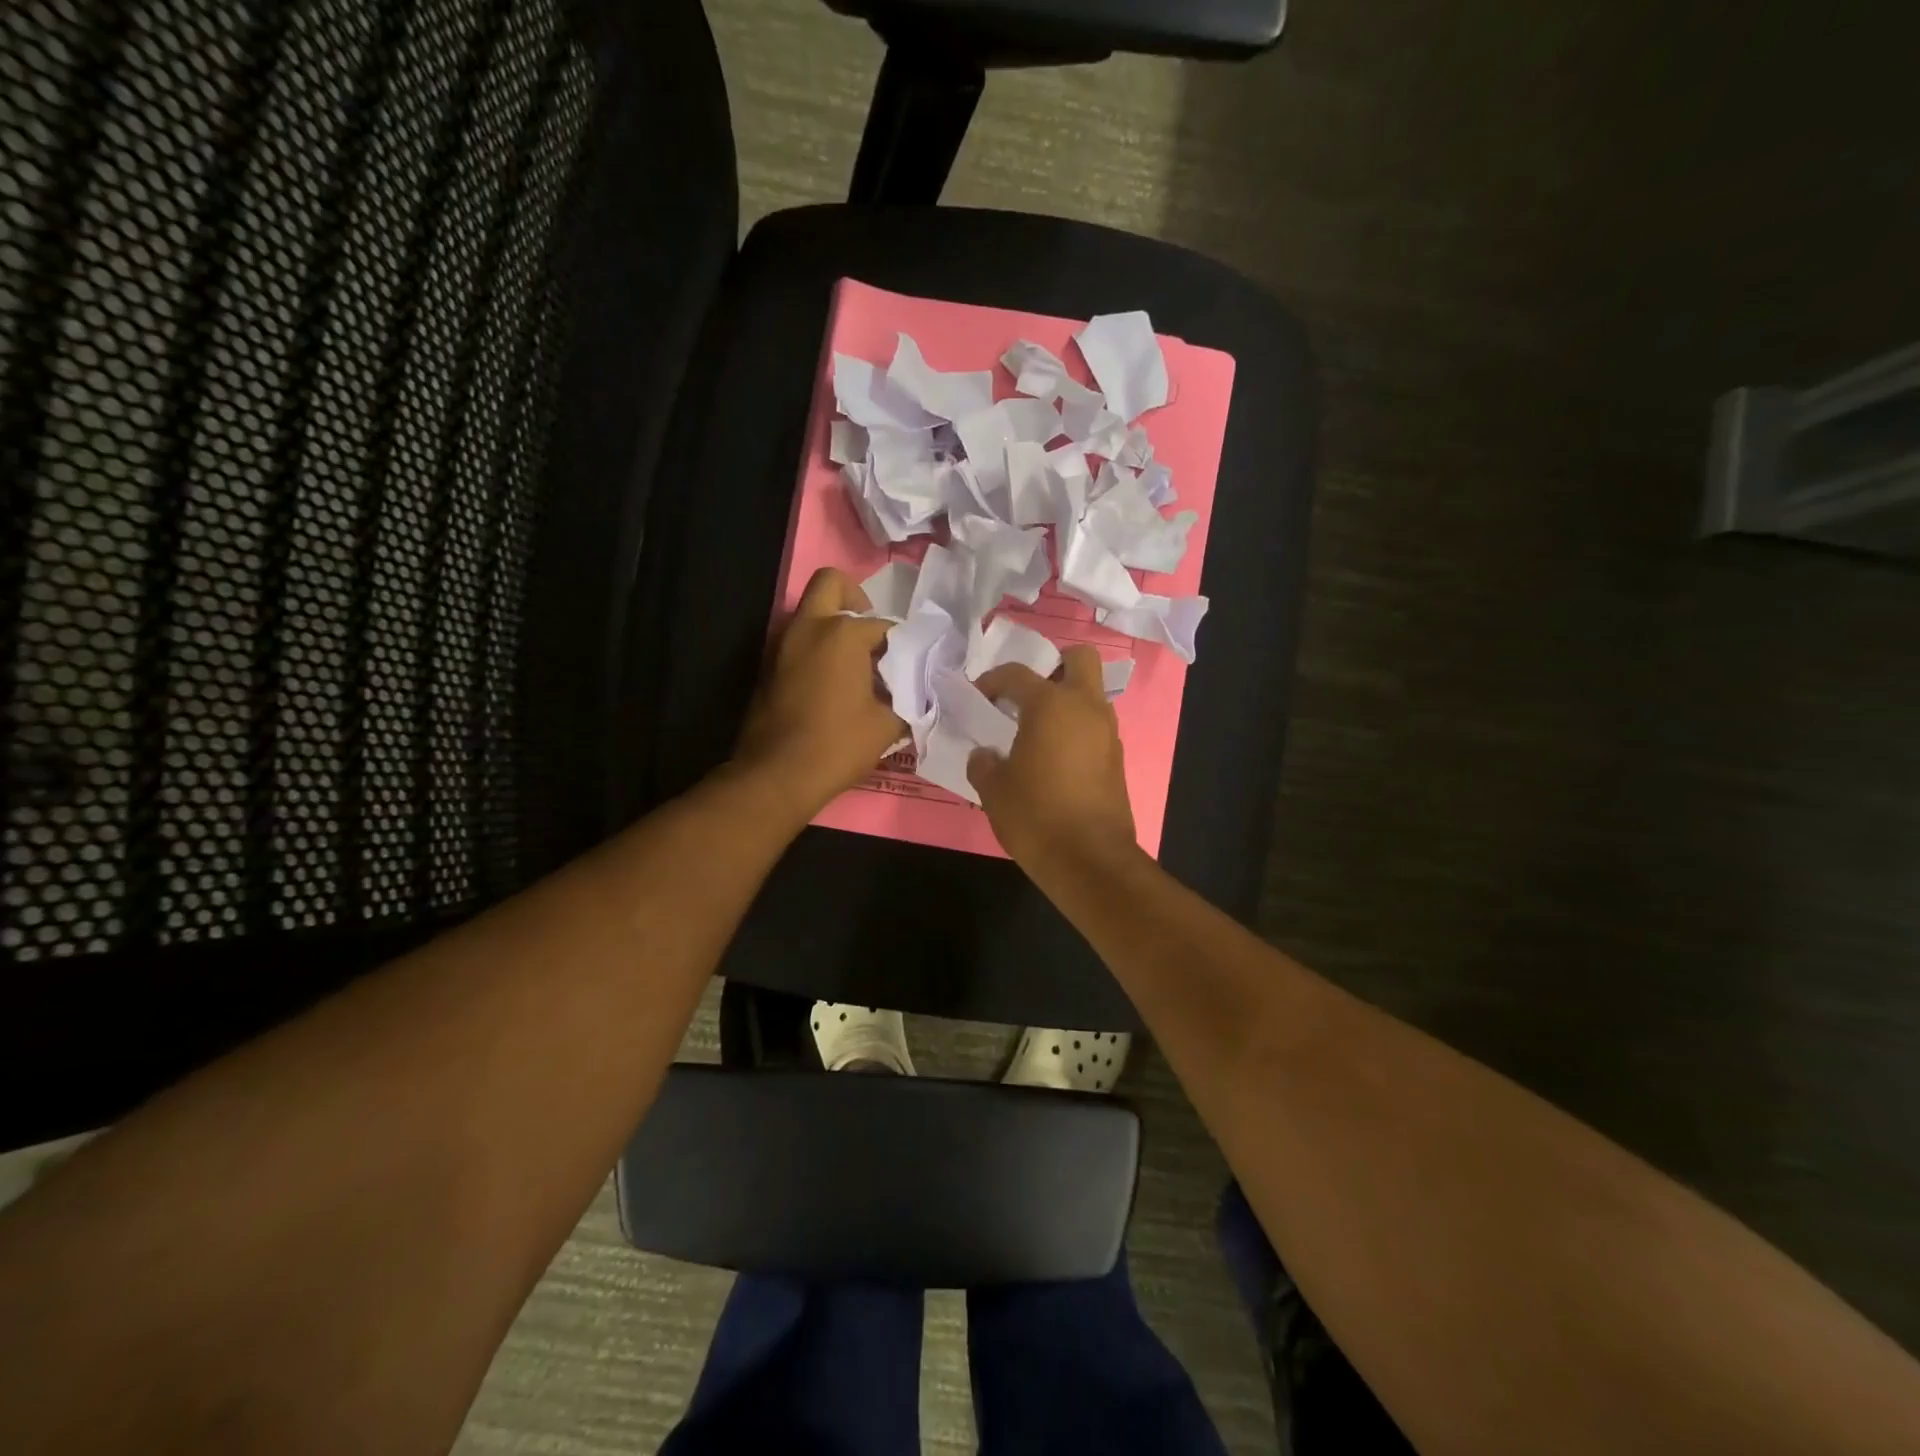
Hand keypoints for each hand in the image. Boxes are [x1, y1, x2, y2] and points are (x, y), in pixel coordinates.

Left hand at [735, 567, 904, 816]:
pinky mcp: (768, 667)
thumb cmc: (837, 745)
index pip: (884, 625)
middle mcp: (808, 627)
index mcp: (841, 633)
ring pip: (810, 613)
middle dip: (855, 600)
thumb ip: (906, 697)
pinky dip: (817, 648)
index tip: (912, 666)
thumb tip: (915, 689)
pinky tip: (834, 683)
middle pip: (832, 584)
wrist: (776, 776)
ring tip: (857, 665)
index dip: (903, 645)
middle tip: (871, 635)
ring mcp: (782, 644)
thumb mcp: (887, 724)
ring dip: (833, 626)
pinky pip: (798, 641)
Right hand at [968, 646, 1136, 867]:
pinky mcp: (1117, 759)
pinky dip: (1077, 730)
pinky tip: (1055, 758)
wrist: (1089, 859)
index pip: (1018, 674)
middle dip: (1054, 666)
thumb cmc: (1035, 815)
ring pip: (1092, 695)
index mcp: (1051, 705)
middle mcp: (1086, 708)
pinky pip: (1096, 727)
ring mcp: (1107, 732)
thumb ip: (984, 763)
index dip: (993, 681)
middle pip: (1080, 659)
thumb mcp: (994, 789)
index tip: (979, 697)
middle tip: (1028, 694)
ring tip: (1038, 730)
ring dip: (1067, 701)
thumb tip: (984, 755)